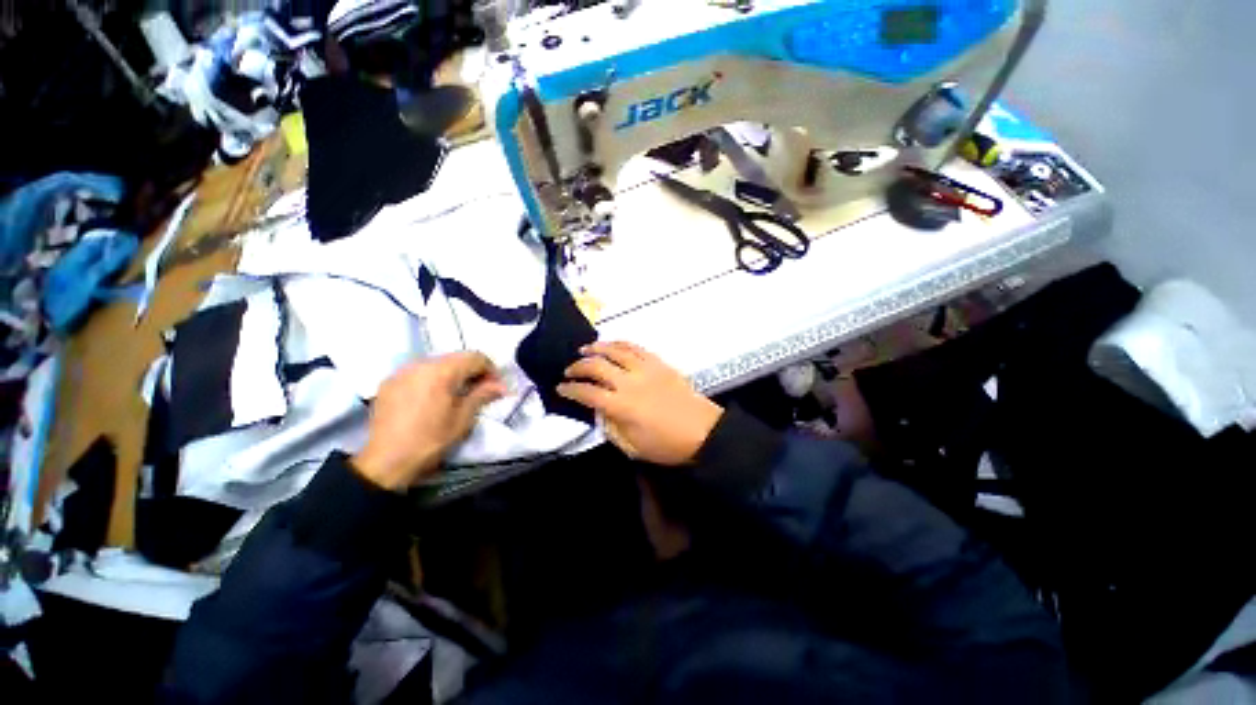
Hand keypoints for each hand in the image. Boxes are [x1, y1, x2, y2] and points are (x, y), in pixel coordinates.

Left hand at [353, 352, 506, 490]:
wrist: (385, 462)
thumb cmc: (430, 440)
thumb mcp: (463, 419)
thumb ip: (482, 395)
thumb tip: (501, 386)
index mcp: (441, 371)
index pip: (475, 357)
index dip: (490, 370)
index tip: (495, 387)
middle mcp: (420, 364)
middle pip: (455, 358)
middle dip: (471, 371)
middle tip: (479, 391)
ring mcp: (401, 372)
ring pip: (436, 363)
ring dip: (452, 374)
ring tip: (456, 395)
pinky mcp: (389, 382)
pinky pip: (418, 372)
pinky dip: (432, 379)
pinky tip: (432, 398)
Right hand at [558, 342, 722, 465]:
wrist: (703, 431)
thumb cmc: (667, 445)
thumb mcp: (632, 447)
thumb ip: (610, 428)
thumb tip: (599, 411)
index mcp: (622, 406)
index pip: (587, 393)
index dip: (570, 390)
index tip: (561, 388)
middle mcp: (630, 382)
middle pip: (596, 367)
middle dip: (577, 367)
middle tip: (569, 371)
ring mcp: (645, 369)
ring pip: (614, 351)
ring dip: (596, 349)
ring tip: (584, 350)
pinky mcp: (659, 363)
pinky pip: (636, 348)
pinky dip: (620, 344)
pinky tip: (612, 345)